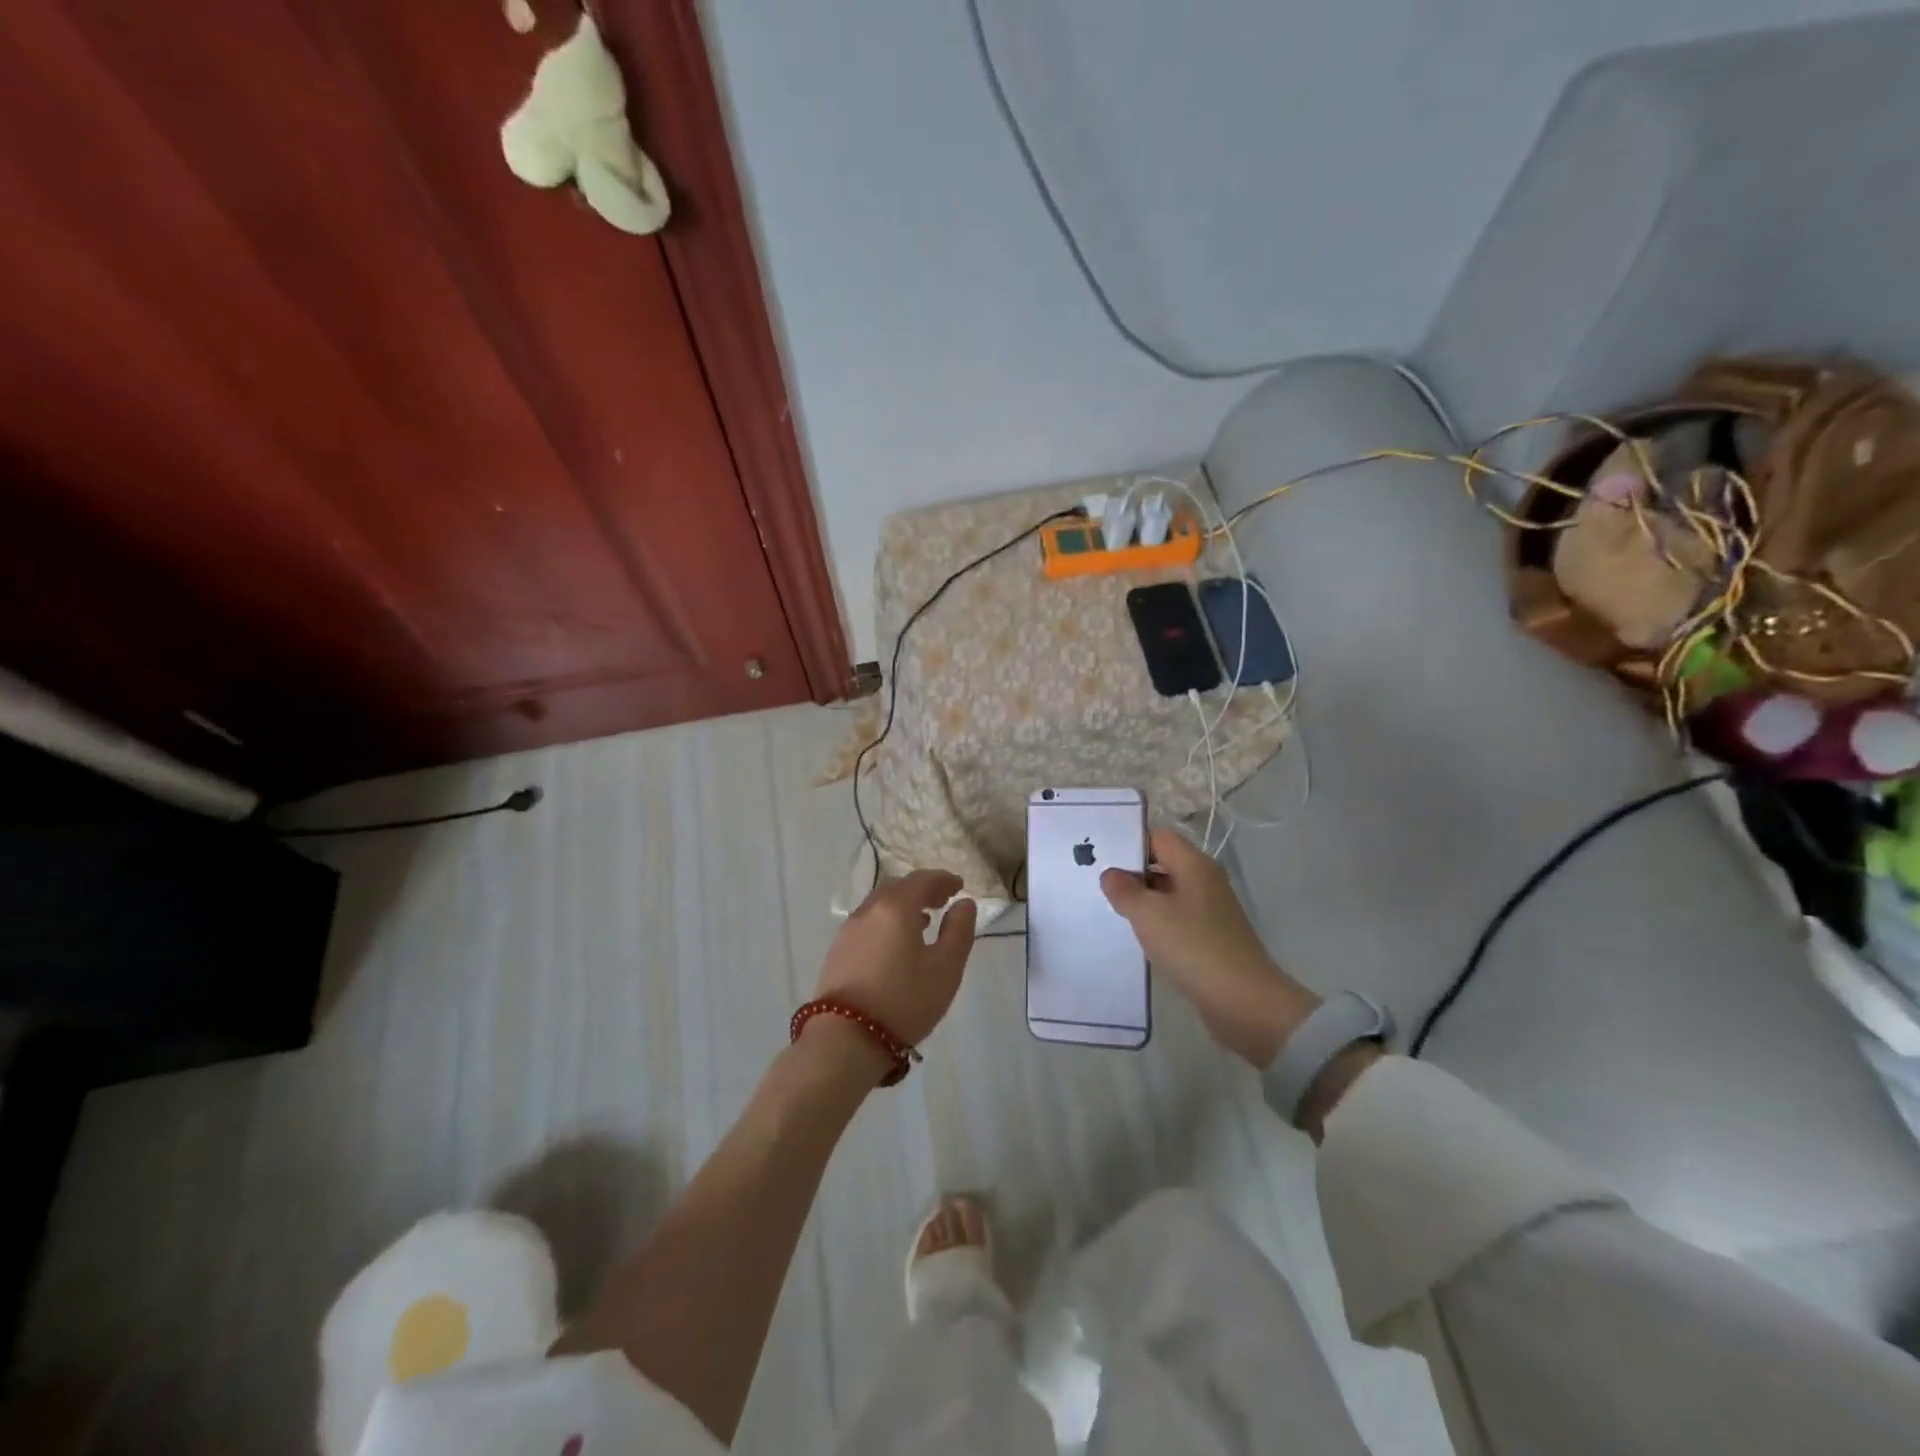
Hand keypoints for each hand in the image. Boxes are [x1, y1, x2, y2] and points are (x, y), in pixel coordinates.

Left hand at [814, 870, 977, 1051]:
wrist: (846, 1039)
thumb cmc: (904, 1000)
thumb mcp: (946, 968)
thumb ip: (959, 930)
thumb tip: (964, 904)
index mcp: (896, 907)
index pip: (922, 880)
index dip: (943, 879)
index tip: (959, 886)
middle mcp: (869, 910)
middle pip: (898, 888)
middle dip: (922, 889)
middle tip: (943, 900)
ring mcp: (849, 930)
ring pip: (880, 905)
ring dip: (903, 905)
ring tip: (924, 920)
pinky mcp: (837, 951)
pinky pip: (868, 922)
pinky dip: (887, 921)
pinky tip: (897, 942)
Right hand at [1100, 828, 1317, 1064]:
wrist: (1243, 1000)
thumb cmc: (1192, 946)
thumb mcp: (1148, 914)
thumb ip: (1124, 889)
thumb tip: (1111, 874)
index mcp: (1194, 864)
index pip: (1158, 836)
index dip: (1130, 843)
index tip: (1101, 858)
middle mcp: (1205, 880)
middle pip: (1163, 862)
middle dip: (1132, 873)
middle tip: (1098, 886)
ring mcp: (1211, 909)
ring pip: (1168, 892)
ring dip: (1143, 900)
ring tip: (1111, 911)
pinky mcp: (1211, 935)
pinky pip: (1177, 918)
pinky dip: (1158, 923)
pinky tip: (1139, 937)